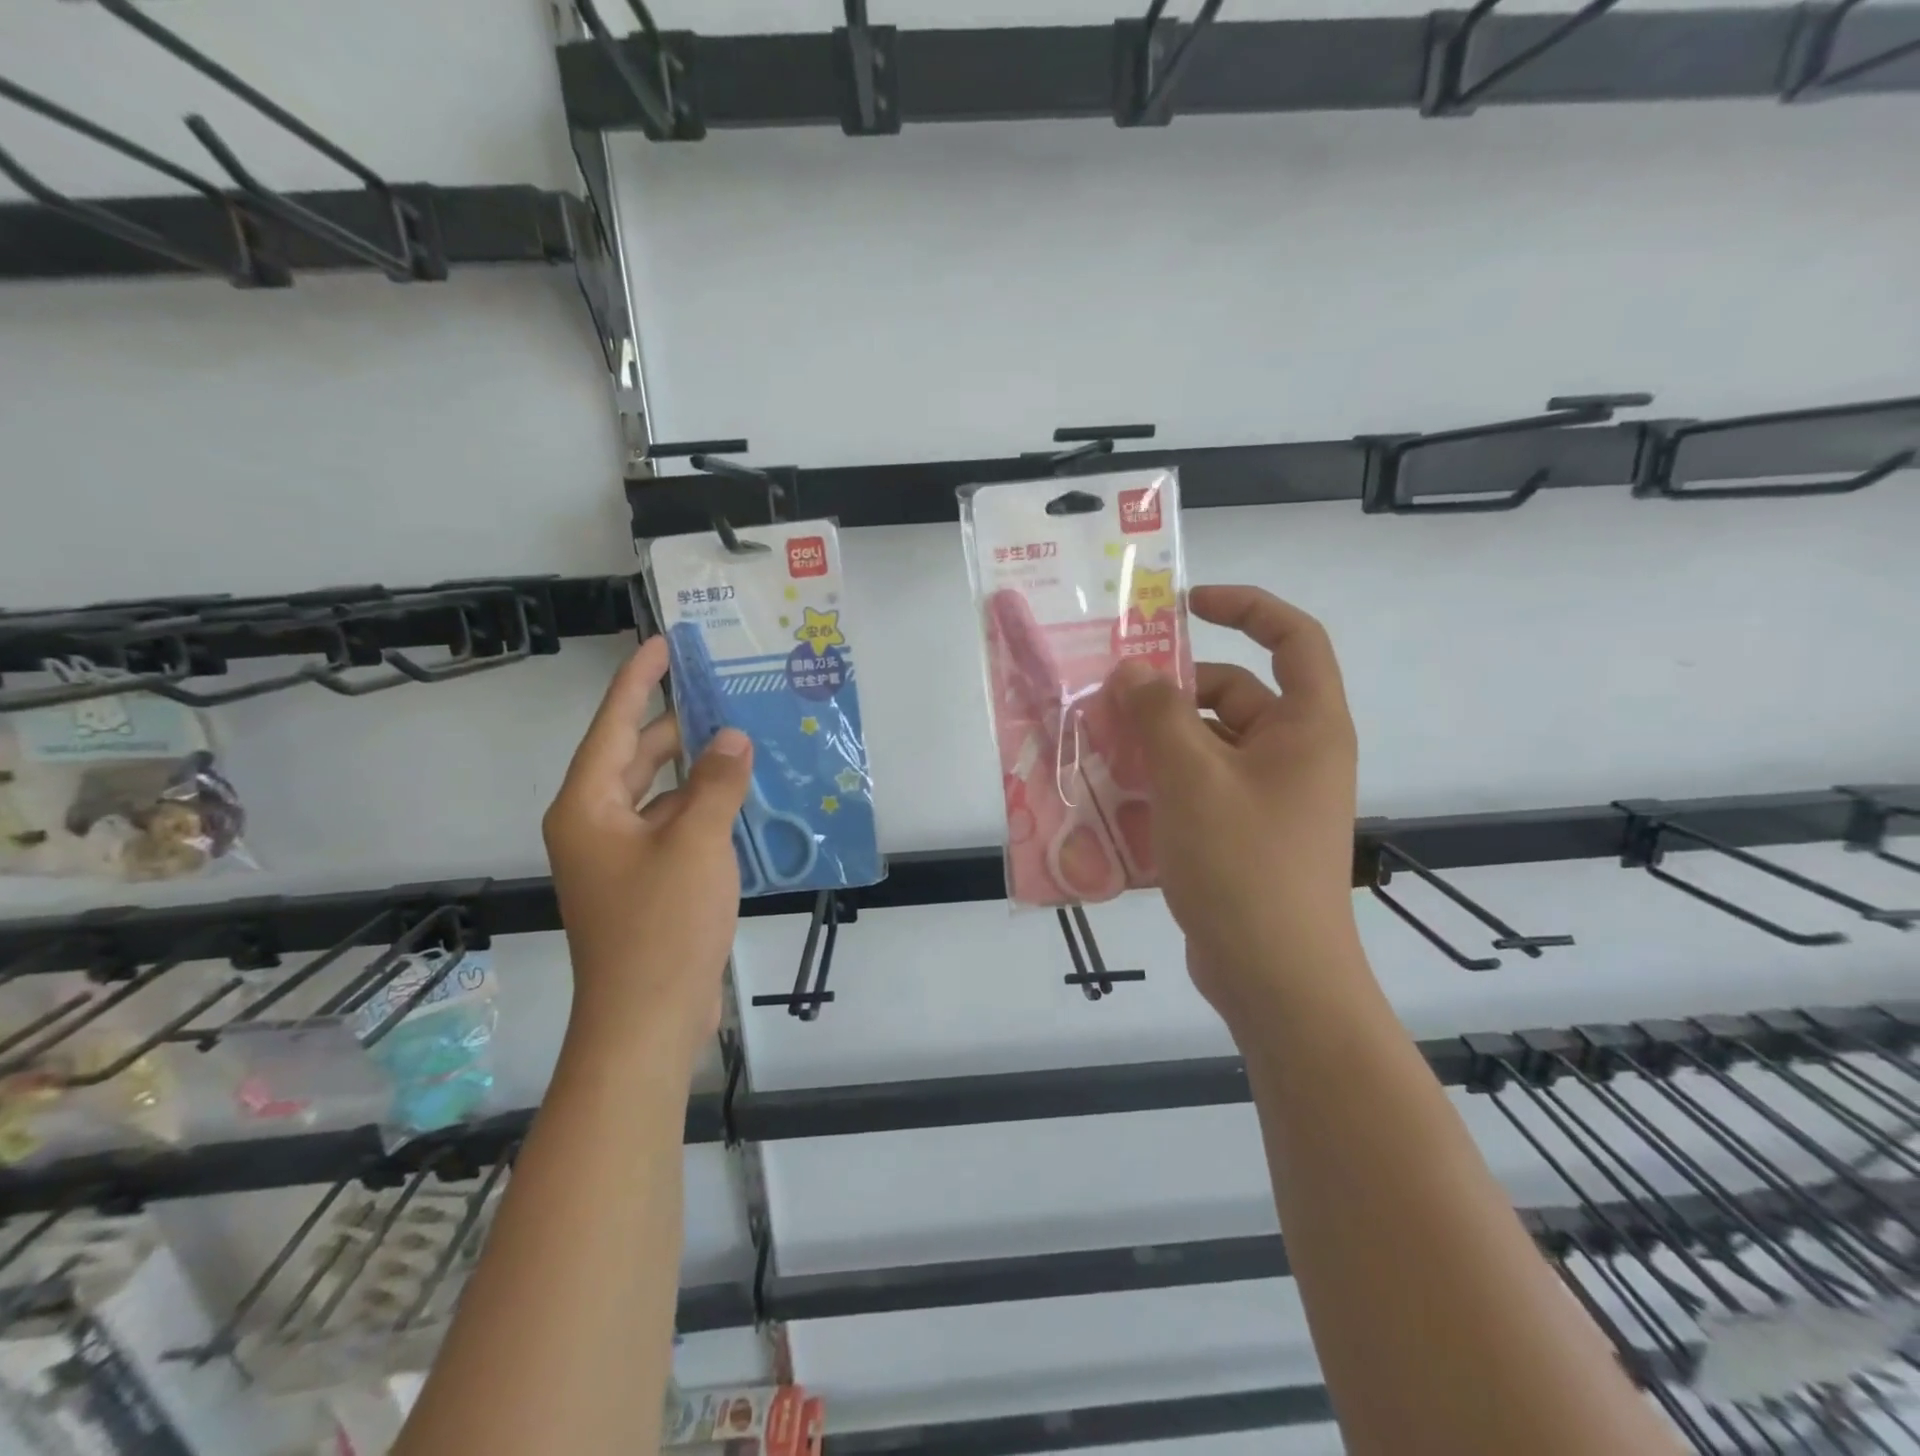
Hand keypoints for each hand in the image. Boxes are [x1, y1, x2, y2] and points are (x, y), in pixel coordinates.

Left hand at [543, 638, 751, 1068]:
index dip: (637, 681)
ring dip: (696, 770)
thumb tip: (733, 737)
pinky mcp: (645, 882)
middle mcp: (596, 825)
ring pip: (659, 794)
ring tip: (741, 738)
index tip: (661, 643)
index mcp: (588, 807)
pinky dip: (703, 808)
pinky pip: (674, 826)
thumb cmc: (661, 925)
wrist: (648, 1020)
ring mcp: (620, 857)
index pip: (613, 726)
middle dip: (676, 725)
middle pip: (635, 757)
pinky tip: (741, 798)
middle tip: (720, 691)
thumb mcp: (696, 844)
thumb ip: (717, 783)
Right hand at [1105, 586, 1362, 1023]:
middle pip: (1233, 693)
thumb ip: (1158, 714)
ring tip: (1098, 745)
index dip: (1245, 607)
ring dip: (1156, 740)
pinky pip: (1199, 785)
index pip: (1292, 638)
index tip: (1185, 605)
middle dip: (1171, 691)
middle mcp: (1294, 754)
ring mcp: (1268, 796)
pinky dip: (1161, 781)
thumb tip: (1131, 671)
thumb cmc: (1244, 865)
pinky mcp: (1242, 832)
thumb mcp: (1192, 778)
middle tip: (1108, 697)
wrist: (1275, 977)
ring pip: (1207, 743)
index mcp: (1307, 726)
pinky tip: (1113, 793)